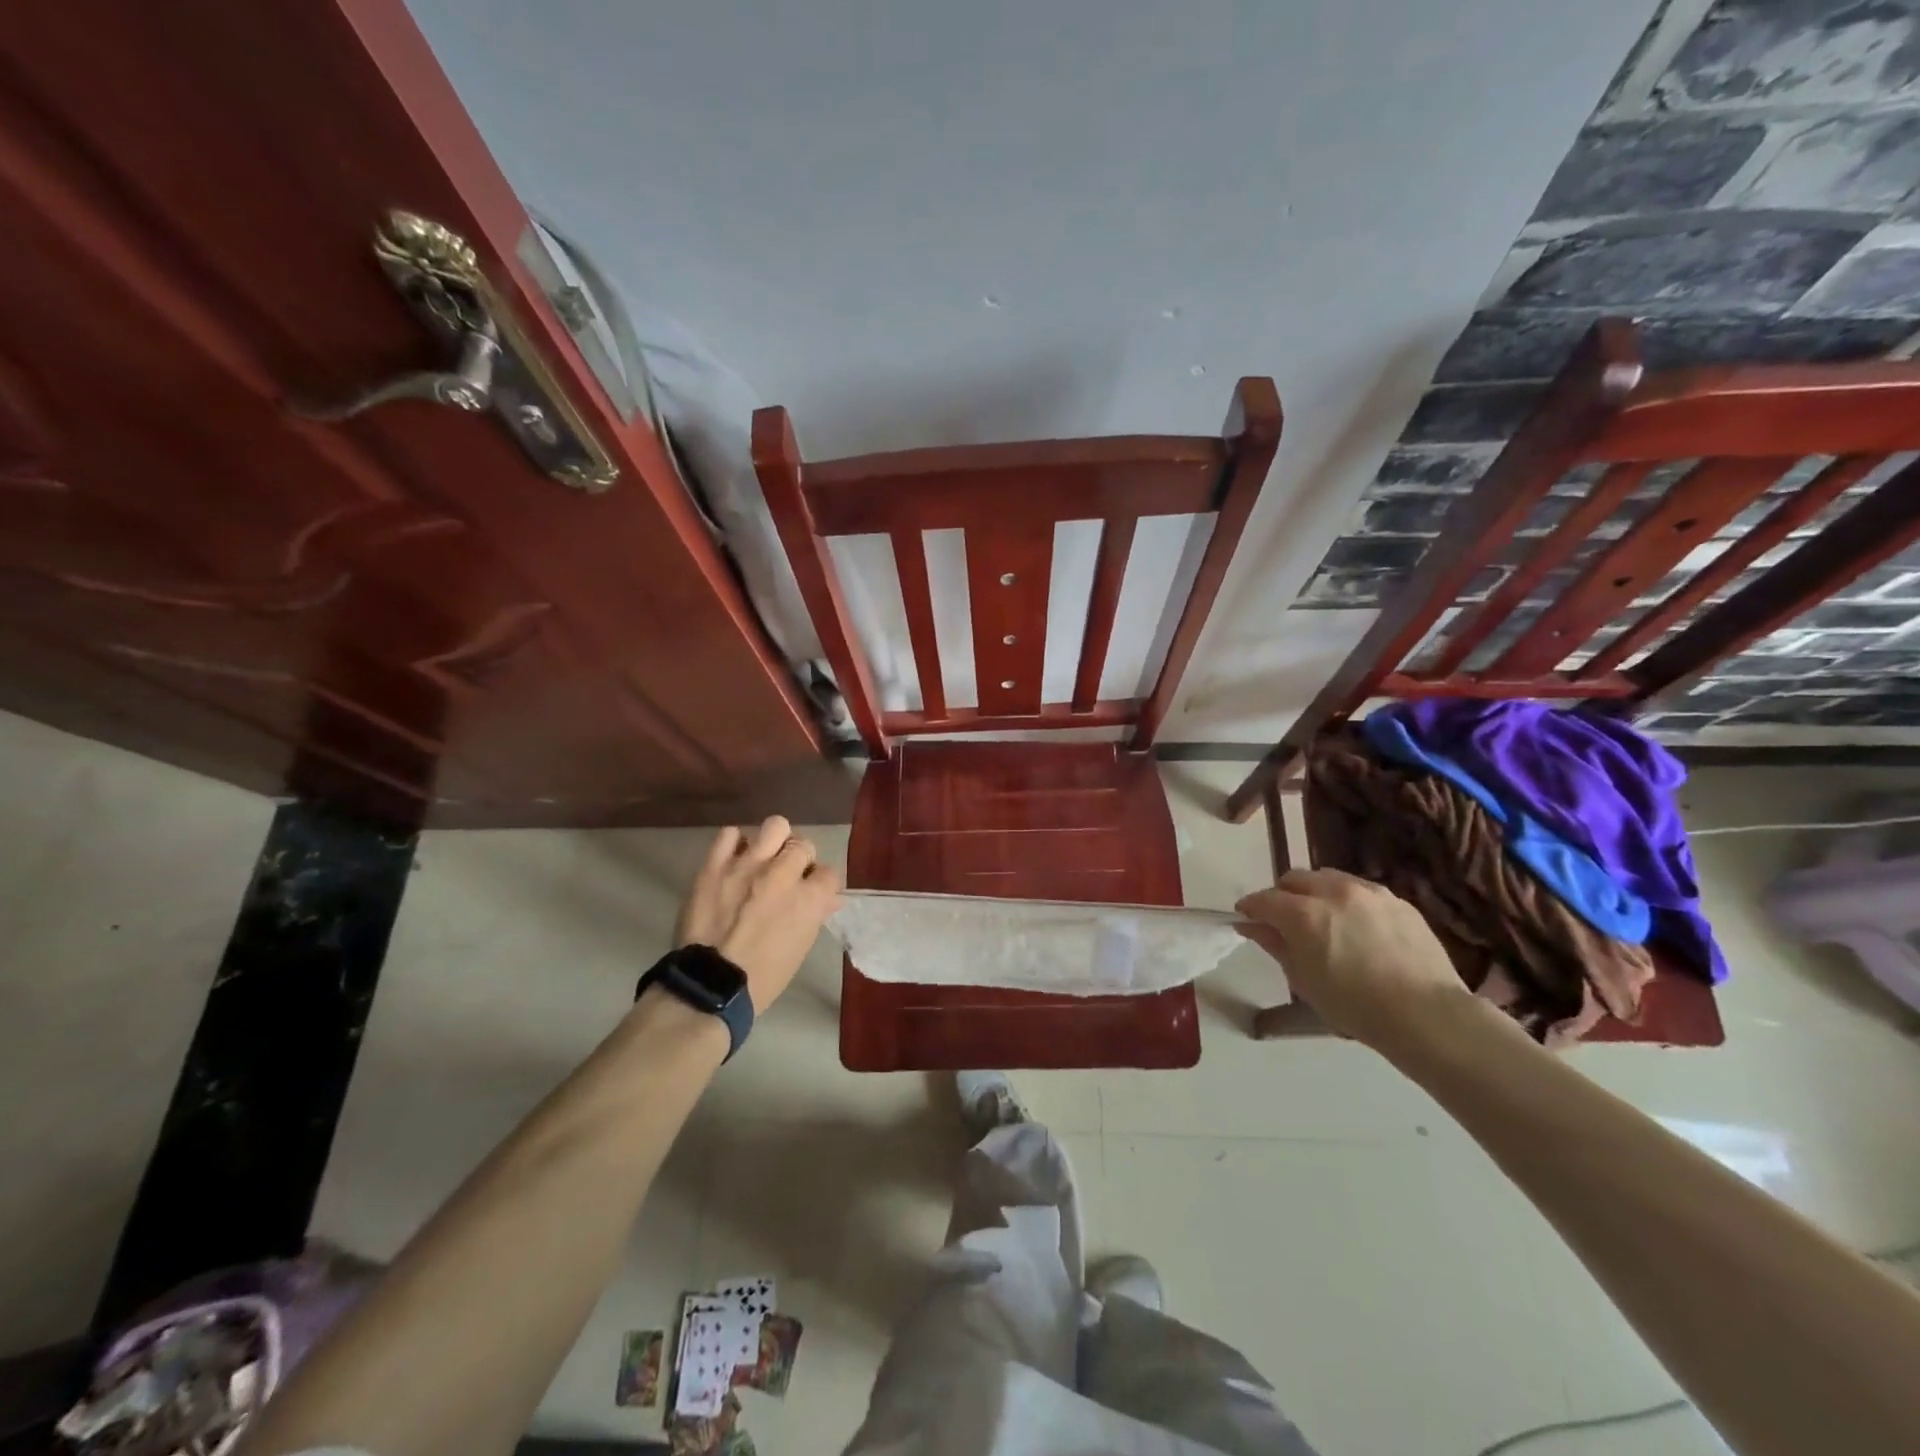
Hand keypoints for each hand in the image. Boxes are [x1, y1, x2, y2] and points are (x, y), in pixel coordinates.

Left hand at [676, 816, 841, 1012]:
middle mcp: (783, 874)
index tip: (810, 893)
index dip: (820, 883)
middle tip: (787, 876)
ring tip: (764, 859)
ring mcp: (748, 865)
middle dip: (799, 860)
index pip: (828, 873)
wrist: (710, 985)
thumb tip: (828, 899)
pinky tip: (734, 860)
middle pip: (803, 845)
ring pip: (775, 826)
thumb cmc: (763, 976)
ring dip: (774, 842)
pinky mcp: (716, 865)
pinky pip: (730, 835)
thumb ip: (815, 914)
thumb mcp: (801, 947)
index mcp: (809, 898)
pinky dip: (735, 844)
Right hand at [1235, 868, 1474, 1050]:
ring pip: (1329, 877)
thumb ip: (1275, 945)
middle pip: (1296, 878)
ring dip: (1316, 892)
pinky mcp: (1397, 900)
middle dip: (1283, 895)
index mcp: (1304, 913)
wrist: (1426, 1015)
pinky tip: (1356, 926)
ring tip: (1322, 918)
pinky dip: (1348, 900)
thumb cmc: (1354, 1006)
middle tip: (1284, 920)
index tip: (1246, 918)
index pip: (1265, 899)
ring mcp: (1369, 892)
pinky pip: (1361, 890)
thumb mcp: (1303, 980)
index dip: (1251, 907)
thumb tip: (1252, 926)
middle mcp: (1333, 891)